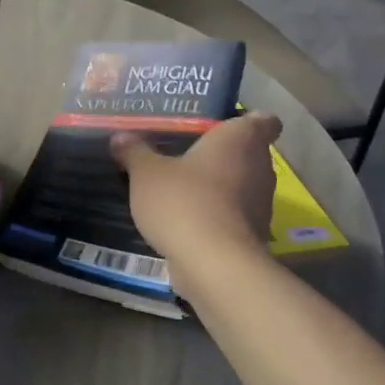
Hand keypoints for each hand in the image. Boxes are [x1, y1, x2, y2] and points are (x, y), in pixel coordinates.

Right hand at [111, 112, 280, 266]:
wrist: (214, 265)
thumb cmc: (184, 201)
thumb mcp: (146, 173)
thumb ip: (135, 151)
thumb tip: (121, 137)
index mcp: (241, 139)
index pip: (263, 120)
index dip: (246, 120)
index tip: (219, 126)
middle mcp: (260, 166)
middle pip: (247, 152)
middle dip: (220, 154)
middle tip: (184, 152)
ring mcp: (261, 203)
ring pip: (240, 184)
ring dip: (217, 186)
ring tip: (180, 187)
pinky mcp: (254, 234)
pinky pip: (233, 214)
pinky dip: (215, 214)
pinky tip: (185, 219)